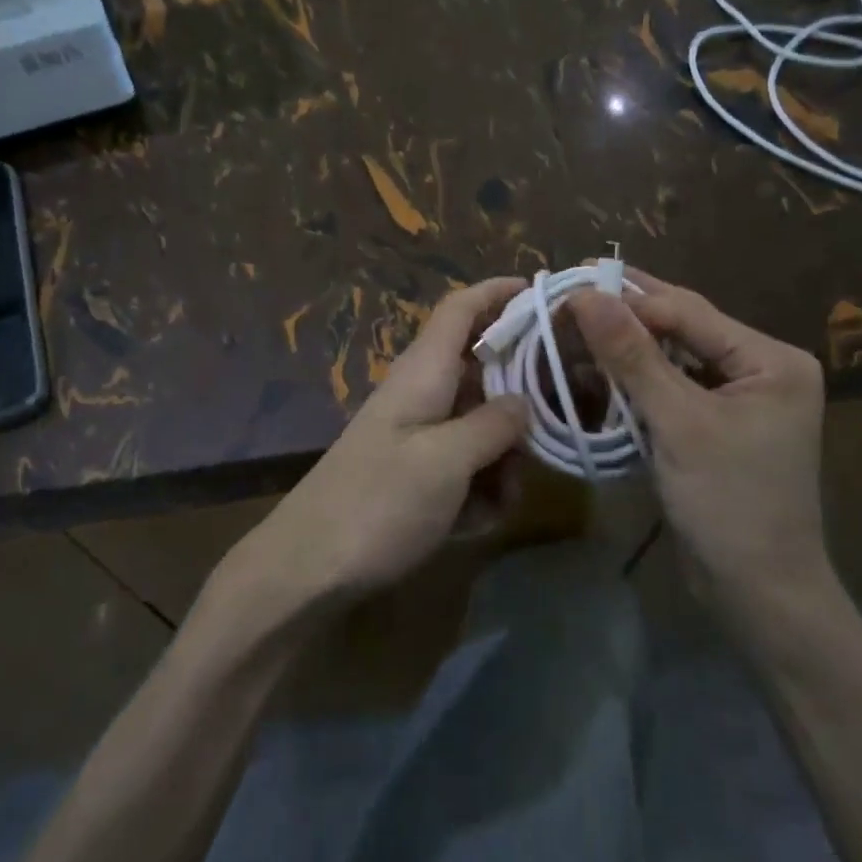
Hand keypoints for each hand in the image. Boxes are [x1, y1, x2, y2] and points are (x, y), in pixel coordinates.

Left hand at [228, 278, 529, 620]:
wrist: (308, 570)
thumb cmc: (378, 504)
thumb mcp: (445, 461)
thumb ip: (493, 425)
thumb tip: (525, 403)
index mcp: (423, 373)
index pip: (461, 309)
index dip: (499, 292)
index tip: (543, 291)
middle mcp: (422, 394)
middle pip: (483, 372)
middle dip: (520, 403)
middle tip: (554, 430)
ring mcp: (418, 436)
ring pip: (482, 425)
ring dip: (502, 459)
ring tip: (501, 499)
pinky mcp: (416, 475)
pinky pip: (465, 466)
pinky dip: (479, 489)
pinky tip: (476, 523)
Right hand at [569, 271, 829, 617]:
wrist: (758, 595)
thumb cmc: (729, 504)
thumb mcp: (679, 424)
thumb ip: (632, 356)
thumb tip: (585, 296)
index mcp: (770, 359)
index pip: (688, 312)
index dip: (627, 299)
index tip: (569, 290)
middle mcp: (758, 368)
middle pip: (680, 329)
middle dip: (624, 318)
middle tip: (565, 299)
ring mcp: (736, 398)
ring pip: (669, 358)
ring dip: (622, 350)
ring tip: (570, 330)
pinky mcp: (713, 425)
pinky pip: (667, 389)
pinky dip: (631, 384)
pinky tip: (592, 372)